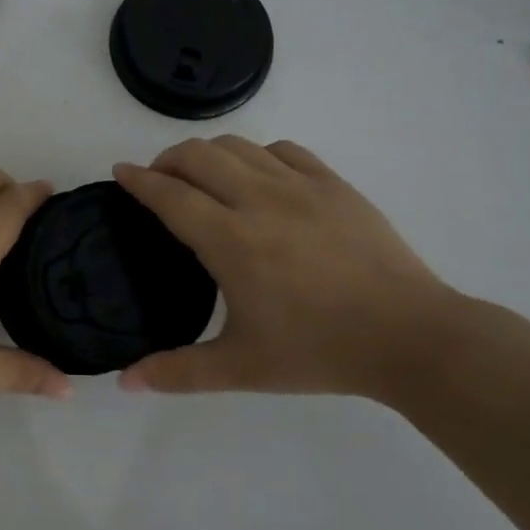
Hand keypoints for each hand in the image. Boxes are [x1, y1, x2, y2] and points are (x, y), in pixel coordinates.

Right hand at [113, 137, 464, 398]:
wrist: (409, 336)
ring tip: (201, 176)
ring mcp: (301, 186)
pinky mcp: (334, 185)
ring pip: (238, 146)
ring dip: (208, 154)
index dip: (138, 180)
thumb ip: (177, 372)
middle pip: (198, 156)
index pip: (170, 194)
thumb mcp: (241, 369)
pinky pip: (284, 151)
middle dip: (167, 159)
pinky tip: (258, 177)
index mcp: (231, 240)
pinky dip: (257, 155)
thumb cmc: (319, 351)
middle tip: (158, 180)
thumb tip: (124, 382)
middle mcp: (260, 200)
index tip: (120, 172)